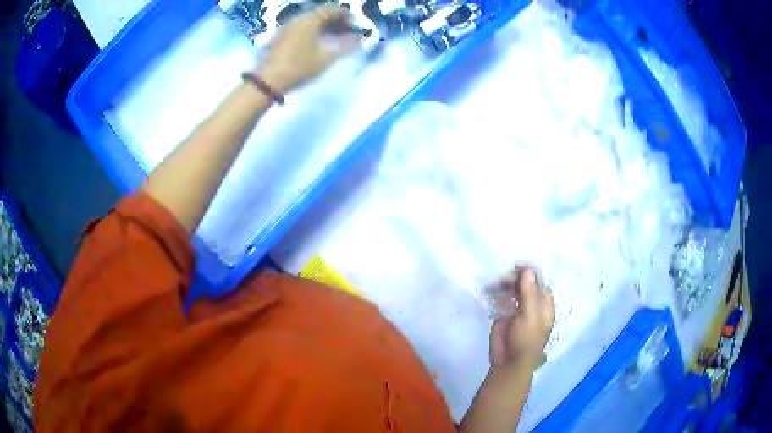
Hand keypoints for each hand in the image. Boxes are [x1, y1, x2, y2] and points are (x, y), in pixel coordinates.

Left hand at [258, 5, 361, 92]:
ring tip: (333, 39)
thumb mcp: (326, 58)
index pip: (333, 9)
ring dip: (324, 26)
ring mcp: (287, 26)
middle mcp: (298, 18)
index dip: (347, 15)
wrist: (267, 81)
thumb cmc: (299, 68)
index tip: (355, 25)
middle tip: (346, 32)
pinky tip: (316, 43)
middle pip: (321, 13)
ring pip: (310, 20)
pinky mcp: (281, 36)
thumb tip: (360, 38)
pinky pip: (301, 27)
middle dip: (336, 20)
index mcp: (310, 20)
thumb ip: (346, 45)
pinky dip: (313, 30)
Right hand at [489, 266, 554, 371]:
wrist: (509, 361)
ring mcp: (518, 309)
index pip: (539, 282)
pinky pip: (501, 299)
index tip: (517, 266)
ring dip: (504, 284)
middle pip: (525, 284)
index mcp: (544, 304)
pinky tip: (489, 290)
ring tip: (494, 284)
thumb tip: (527, 270)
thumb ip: (529, 292)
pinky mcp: (504, 314)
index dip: (530, 273)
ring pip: (512, 290)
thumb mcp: (531, 315)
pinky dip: (496, 293)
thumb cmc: (526, 340)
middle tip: (503, 278)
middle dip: (515, 278)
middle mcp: (532, 304)